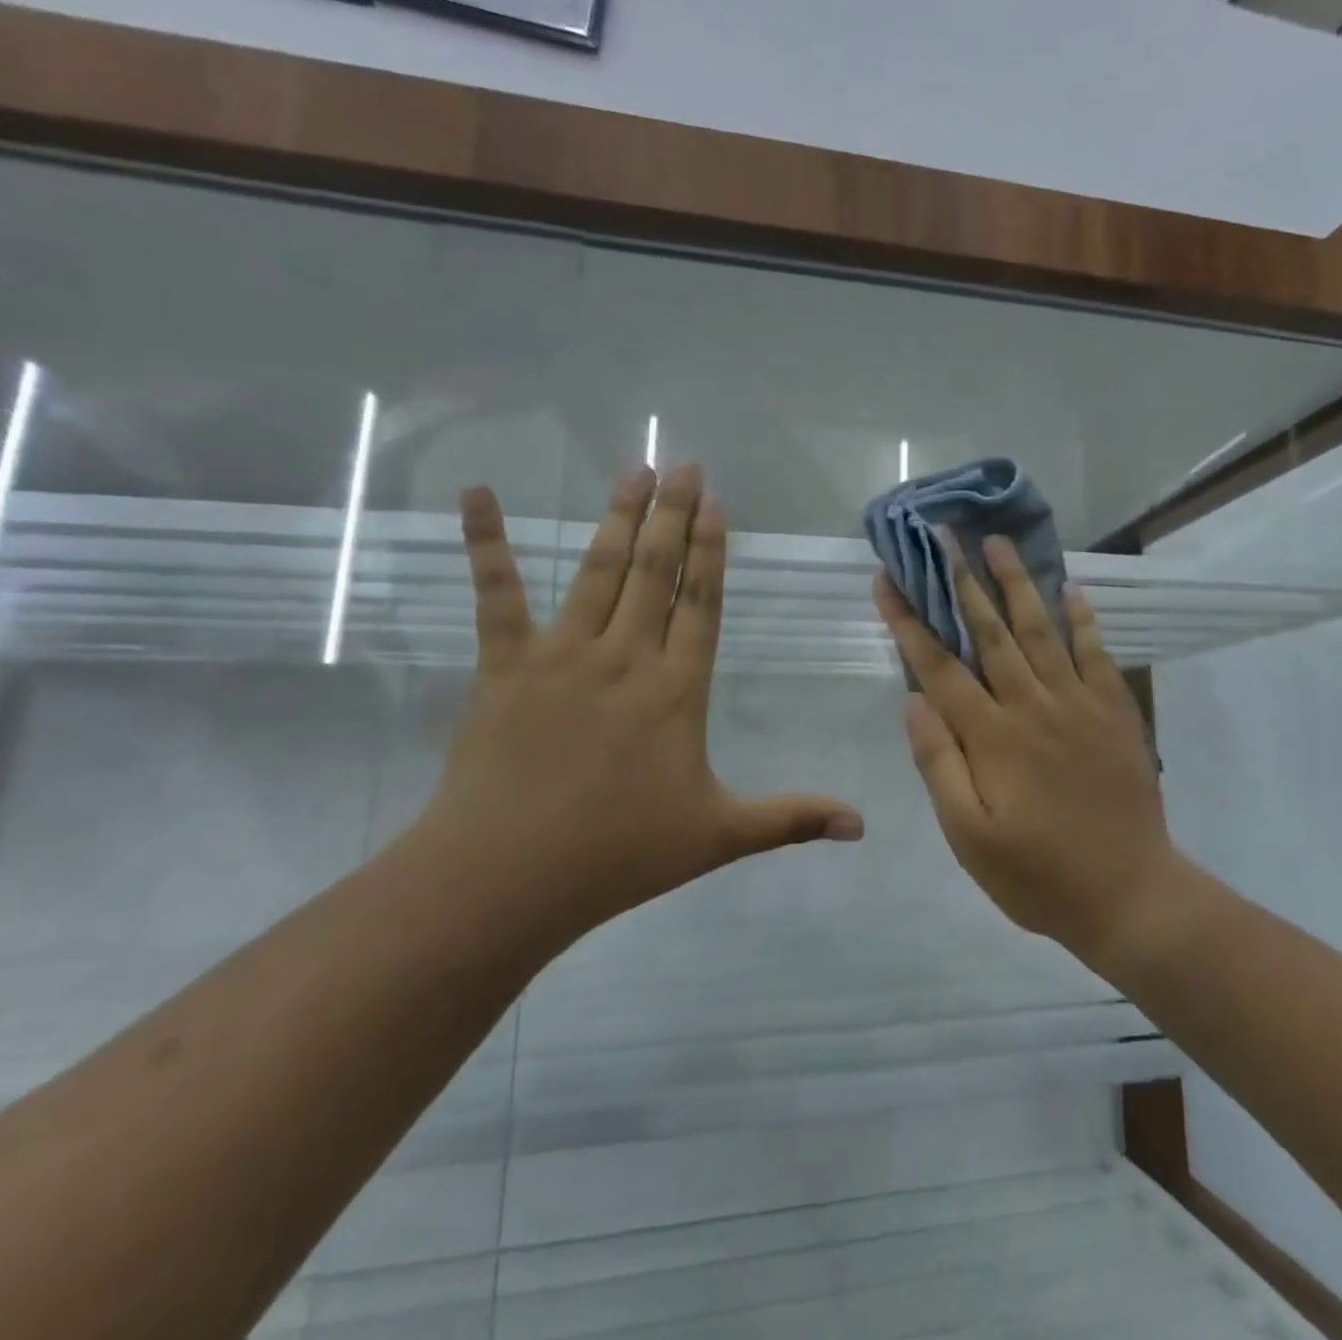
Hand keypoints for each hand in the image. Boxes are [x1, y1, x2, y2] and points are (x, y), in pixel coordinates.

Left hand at [410, 465, 863, 955]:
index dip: (711, 551)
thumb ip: (793, 819)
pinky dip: (486, 542)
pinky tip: (478, 493)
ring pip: (599, 572)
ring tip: (634, 471)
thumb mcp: (719, 836)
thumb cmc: (620, 854)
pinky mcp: (505, 666)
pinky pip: (497, 595)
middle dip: (672, 515)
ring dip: (620, 518)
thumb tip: (863, 826)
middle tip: (682, 463)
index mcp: (678, 690)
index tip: (715, 502)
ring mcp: (562, 655)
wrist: (507, 877)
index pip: (702, 604)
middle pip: (656, 573)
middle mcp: (626, 658)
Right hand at [873, 535, 1183, 968]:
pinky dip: (1082, 618)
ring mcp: (1079, 704)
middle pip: (989, 633)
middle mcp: (1032, 706)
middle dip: (961, 582)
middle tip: (944, 536)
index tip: (887, 581)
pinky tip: (1070, 588)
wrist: (1131, 895)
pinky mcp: (1115, 712)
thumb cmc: (1039, 874)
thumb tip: (914, 702)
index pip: (938, 667)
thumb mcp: (970, 837)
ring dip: (1017, 584)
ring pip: (1040, 631)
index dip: (909, 621)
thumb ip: (940, 766)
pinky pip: (1096, 653)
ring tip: (998, 543)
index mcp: (991, 737)